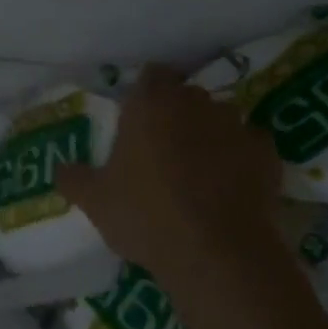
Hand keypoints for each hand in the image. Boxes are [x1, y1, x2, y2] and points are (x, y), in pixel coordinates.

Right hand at [58, 65, 281, 282]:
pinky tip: (231, 185)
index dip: (146, 93)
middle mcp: (196, 103)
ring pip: (220, 118)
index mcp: (151, 104)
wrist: (216, 253)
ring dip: (210, 134)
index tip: (138, 120)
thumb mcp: (95, 202)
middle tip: (162, 150)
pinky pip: (250, 145)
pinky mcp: (267, 152)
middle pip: (186, 95)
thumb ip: (74, 178)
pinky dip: (241, 158)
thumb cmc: (146, 216)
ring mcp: (236, 125)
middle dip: (177, 114)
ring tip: (199, 170)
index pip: (151, 75)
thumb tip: (60, 169)